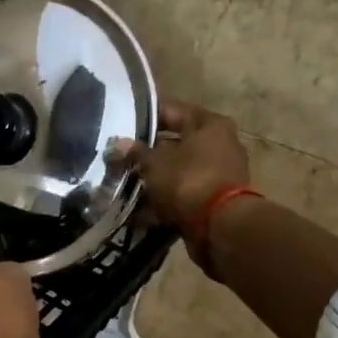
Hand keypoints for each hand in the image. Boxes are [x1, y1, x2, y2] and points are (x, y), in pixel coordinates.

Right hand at [117, 100, 250, 227]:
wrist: (219, 226)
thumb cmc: (188, 180)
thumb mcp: (154, 163)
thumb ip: (135, 152)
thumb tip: (117, 144)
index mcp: (210, 125)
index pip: (172, 111)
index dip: (146, 116)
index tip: (123, 122)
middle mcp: (221, 144)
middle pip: (177, 142)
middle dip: (149, 152)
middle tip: (121, 156)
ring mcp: (220, 174)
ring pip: (179, 170)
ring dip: (155, 178)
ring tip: (126, 183)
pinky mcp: (216, 200)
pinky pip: (184, 193)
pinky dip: (165, 199)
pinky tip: (140, 208)